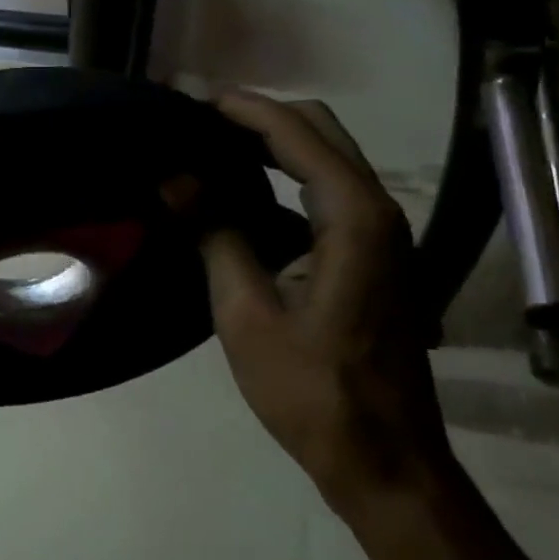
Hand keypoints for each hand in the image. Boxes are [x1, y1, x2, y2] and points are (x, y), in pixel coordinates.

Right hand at [196, 92, 453, 520]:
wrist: (385, 460)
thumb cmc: (312, 390)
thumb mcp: (246, 311)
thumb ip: (214, 232)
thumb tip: (173, 177)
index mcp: (355, 216)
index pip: (295, 132)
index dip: (242, 109)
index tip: (190, 99)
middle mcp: (379, 209)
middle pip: (320, 130)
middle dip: (260, 116)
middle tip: (198, 122)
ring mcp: (384, 232)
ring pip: (328, 158)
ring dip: (275, 144)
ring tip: (212, 147)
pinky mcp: (376, 254)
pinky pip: (329, 192)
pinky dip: (288, 177)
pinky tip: (244, 195)